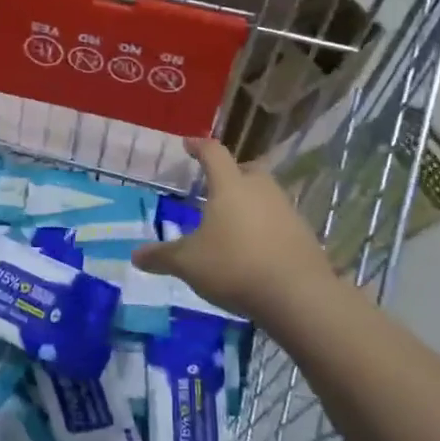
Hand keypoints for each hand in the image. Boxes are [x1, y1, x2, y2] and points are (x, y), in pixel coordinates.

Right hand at [130, 138, 336, 321]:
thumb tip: (135, 255)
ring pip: (266, 194)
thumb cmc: (235, 267)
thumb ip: (162, 257)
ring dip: (250, 201)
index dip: (199, 146)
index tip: (189, 144)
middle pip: (247, 169)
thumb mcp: (189, 264)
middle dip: (231, 173)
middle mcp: (261, 190)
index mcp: (230, 186)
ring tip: (233, 221)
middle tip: (216, 186)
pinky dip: (266, 226)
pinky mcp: (304, 234)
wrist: (298, 296)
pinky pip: (279, 220)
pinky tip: (255, 247)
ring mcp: (287, 210)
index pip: (213, 153)